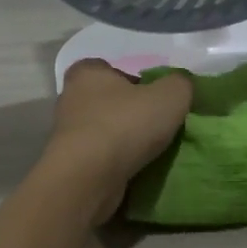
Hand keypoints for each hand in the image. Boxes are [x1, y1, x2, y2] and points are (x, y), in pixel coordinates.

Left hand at [46, 60, 192, 221]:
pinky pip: (97, 156)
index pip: (110, 68)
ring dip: (121, 139)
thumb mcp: (170, 96)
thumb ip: (180, 84)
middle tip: (155, 124)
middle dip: (128, 111)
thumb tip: (180, 86)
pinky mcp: (69, 163)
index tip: (154, 98)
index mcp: (87, 73)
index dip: (134, 81)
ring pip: (101, 130)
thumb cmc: (125, 125)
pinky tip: (133, 169)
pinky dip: (113, 162)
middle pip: (106, 100)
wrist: (88, 178)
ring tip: (149, 151)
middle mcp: (71, 98)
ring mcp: (66, 134)